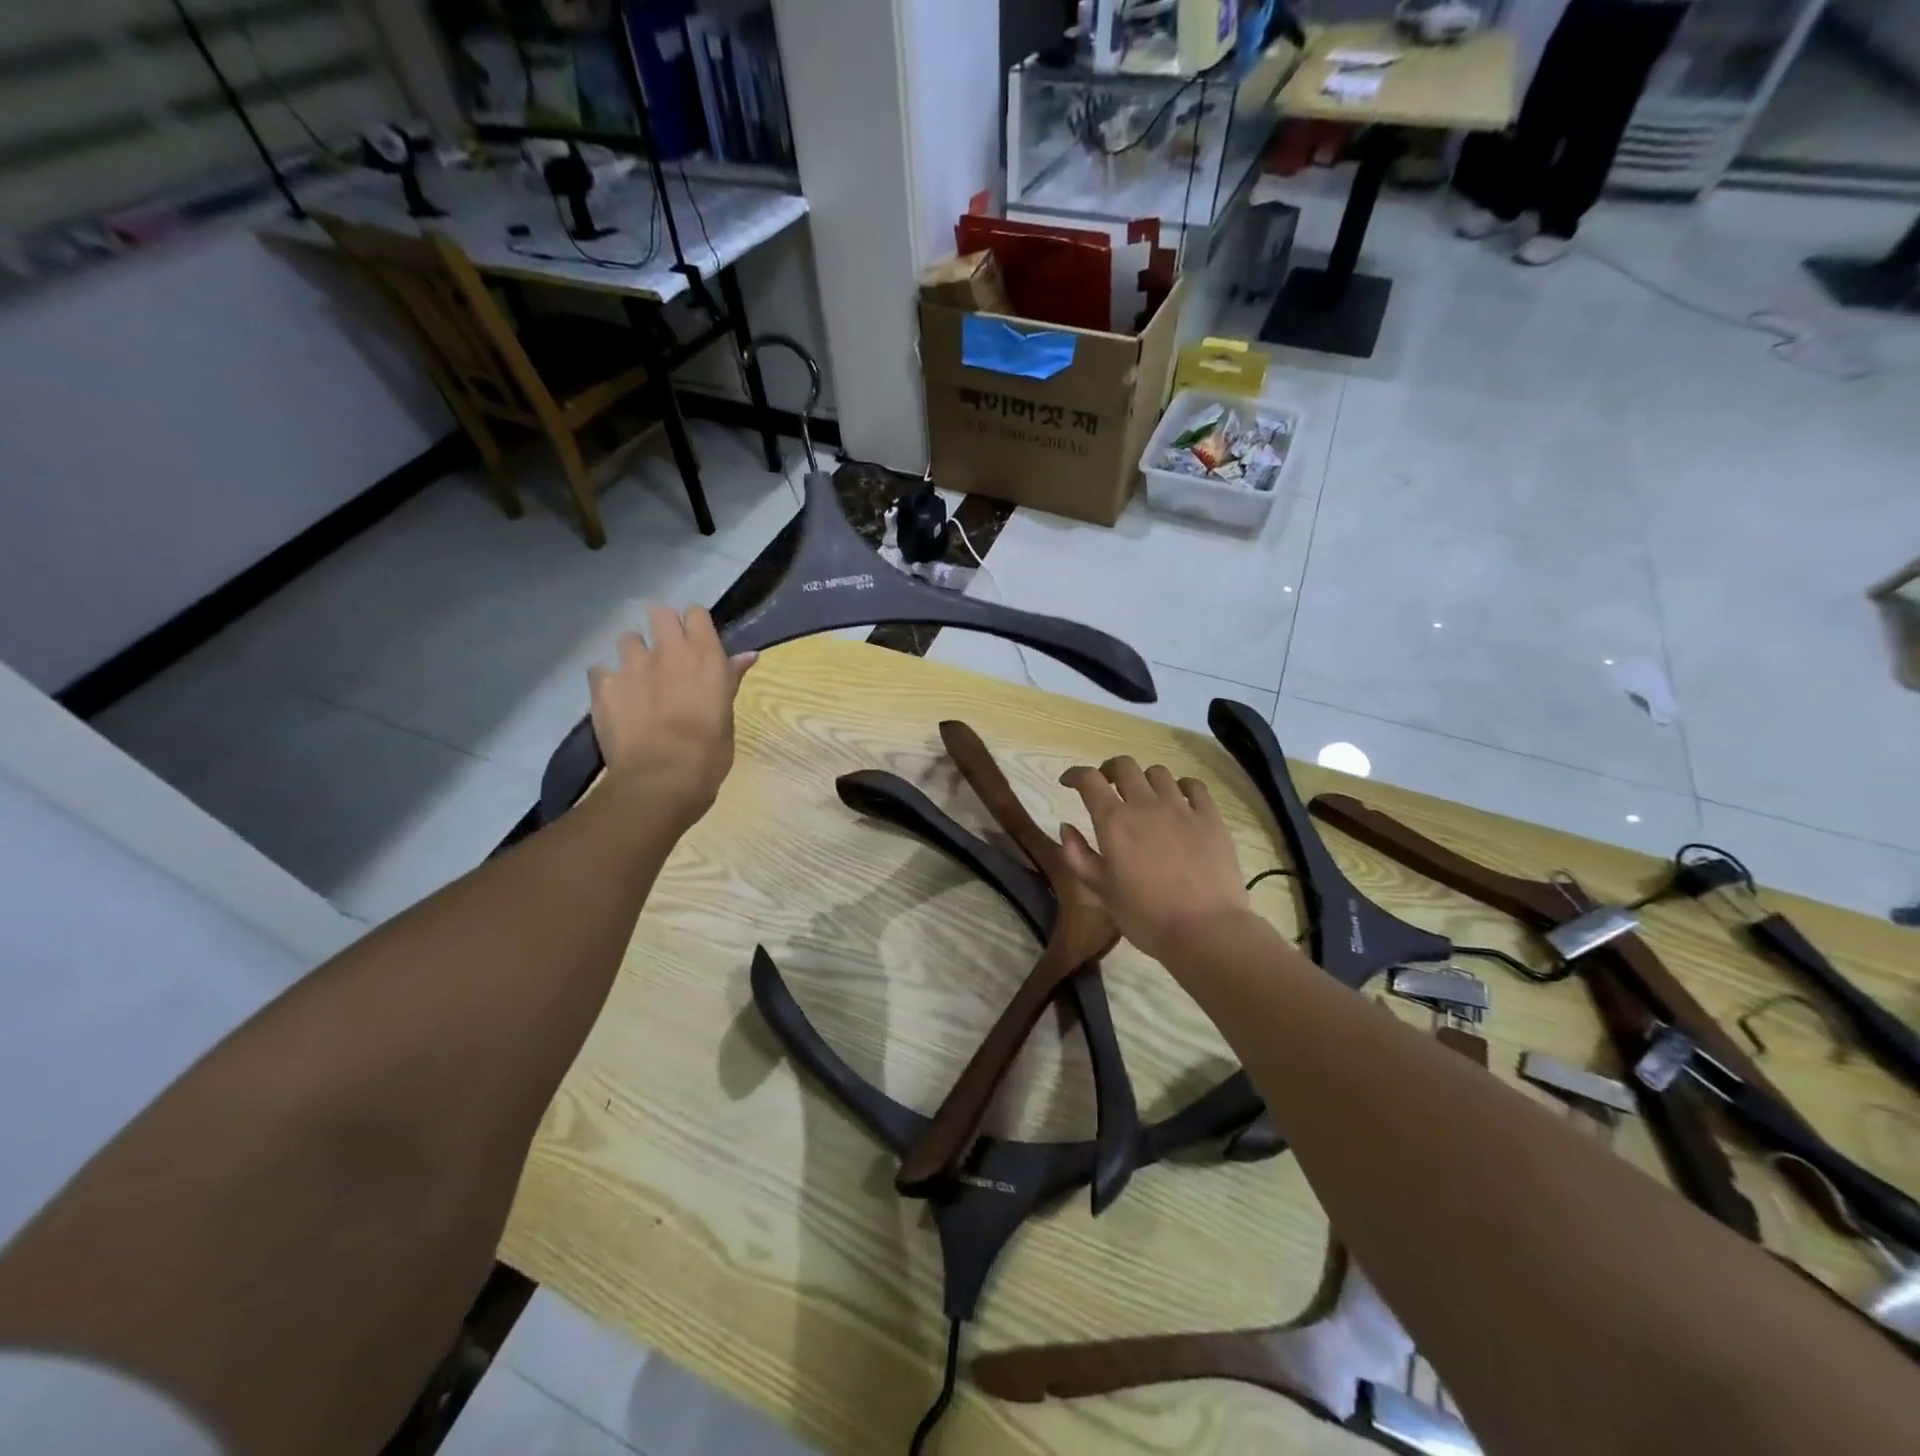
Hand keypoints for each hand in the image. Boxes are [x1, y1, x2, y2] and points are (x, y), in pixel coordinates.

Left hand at [588, 606, 755, 831]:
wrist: (662, 777)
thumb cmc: (709, 750)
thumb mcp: (727, 714)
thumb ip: (730, 679)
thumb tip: (748, 655)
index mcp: (704, 654)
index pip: (696, 613)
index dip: (694, 624)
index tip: (696, 640)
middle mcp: (667, 650)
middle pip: (659, 613)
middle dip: (661, 626)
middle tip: (666, 651)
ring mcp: (631, 665)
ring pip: (627, 639)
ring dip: (634, 652)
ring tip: (638, 676)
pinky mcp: (603, 686)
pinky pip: (600, 670)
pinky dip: (608, 680)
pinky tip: (615, 697)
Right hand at [1057, 756, 1247, 965]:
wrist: (1204, 930)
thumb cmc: (1145, 915)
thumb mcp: (1100, 890)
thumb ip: (1077, 855)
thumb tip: (1066, 827)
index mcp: (1114, 820)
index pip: (1089, 779)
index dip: (1074, 774)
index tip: (1069, 782)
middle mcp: (1146, 804)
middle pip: (1124, 766)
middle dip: (1109, 771)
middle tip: (1106, 786)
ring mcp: (1182, 808)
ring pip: (1158, 773)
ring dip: (1144, 779)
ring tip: (1144, 796)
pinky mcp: (1210, 817)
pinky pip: (1194, 786)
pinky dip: (1181, 787)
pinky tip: (1179, 800)